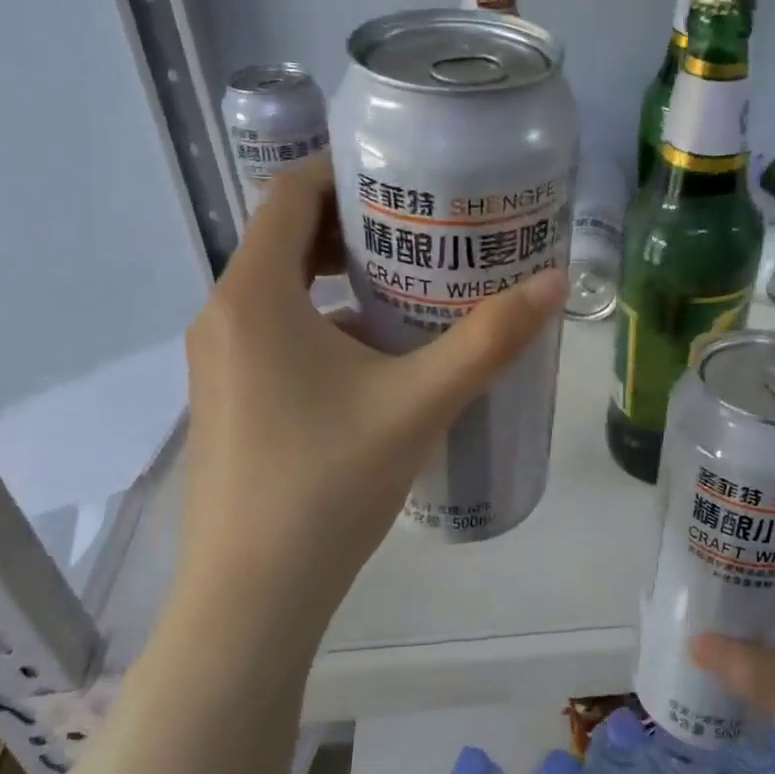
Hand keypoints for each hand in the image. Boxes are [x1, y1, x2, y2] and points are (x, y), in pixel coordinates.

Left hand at [174, 157, 566, 654]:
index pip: (291, 194)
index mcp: (254, 295)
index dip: (346, 174)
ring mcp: (219, 362)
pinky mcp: (228, 399)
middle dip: (354, 227)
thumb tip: (555, 282)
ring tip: (412, 288)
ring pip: (281, 290)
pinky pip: (275, 333)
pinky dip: (323, 324)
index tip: (407, 179)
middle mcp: (224, 315)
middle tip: (425, 232)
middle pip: (287, 239)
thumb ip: (490, 339)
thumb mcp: (418, 403)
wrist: (251, 599)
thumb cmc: (327, 485)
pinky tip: (378, 360)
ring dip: (340, 280)